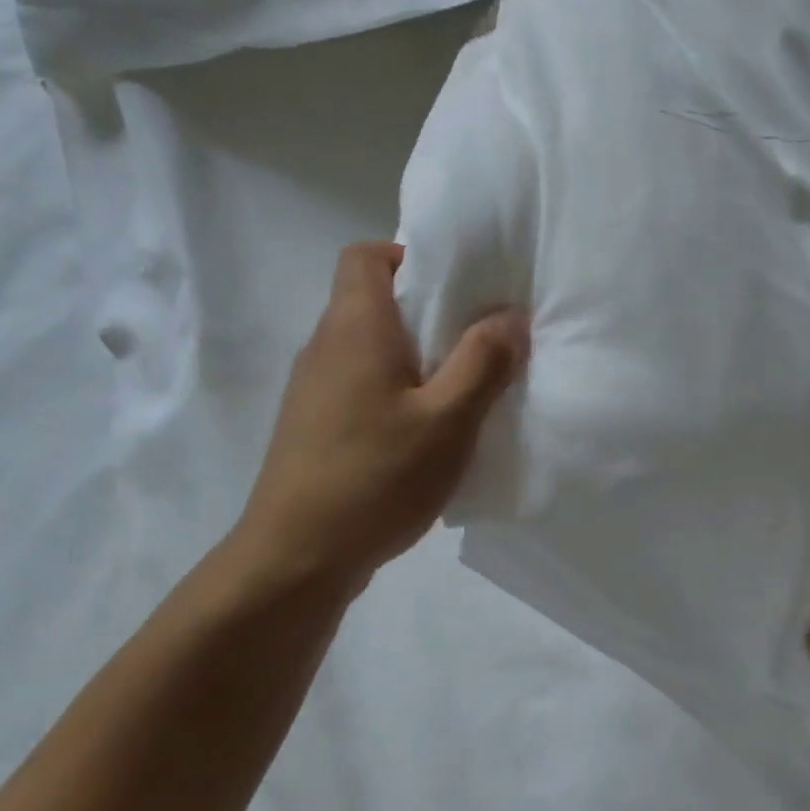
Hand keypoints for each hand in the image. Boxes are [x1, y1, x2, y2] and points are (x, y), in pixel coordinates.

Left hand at [228, 242, 526, 594]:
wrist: (298, 554)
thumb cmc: (377, 476)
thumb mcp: (449, 420)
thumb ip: (484, 362)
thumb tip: (511, 316)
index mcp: (355, 327)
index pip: (366, 256)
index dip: (409, 257)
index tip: (457, 288)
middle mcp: (326, 346)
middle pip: (371, 300)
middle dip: (427, 312)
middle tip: (478, 342)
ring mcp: (314, 389)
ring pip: (368, 349)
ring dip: (414, 357)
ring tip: (460, 391)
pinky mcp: (314, 426)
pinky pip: (360, 387)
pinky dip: (395, 392)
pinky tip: (425, 435)